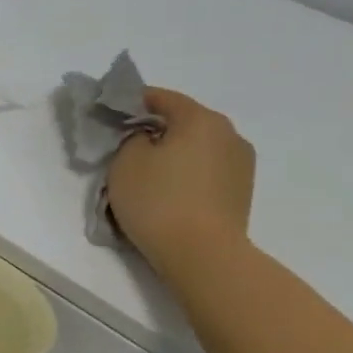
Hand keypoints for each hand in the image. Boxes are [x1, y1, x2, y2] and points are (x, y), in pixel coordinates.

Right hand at [106, 88, 255, 276]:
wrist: (202, 254)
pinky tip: (168, 191)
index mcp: (201, 119)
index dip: (133, 101)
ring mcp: (241, 163)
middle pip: (184, 121)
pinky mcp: (241, 191)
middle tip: (126, 145)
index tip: (111, 112)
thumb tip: (146, 137)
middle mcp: (229, 134)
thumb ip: (132, 138)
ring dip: (173, 153)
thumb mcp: (126, 161)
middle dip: (155, 129)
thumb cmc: (158, 200)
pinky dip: (187, 172)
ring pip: (197, 147)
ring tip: (148, 173)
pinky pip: (206, 169)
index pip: (162, 98)